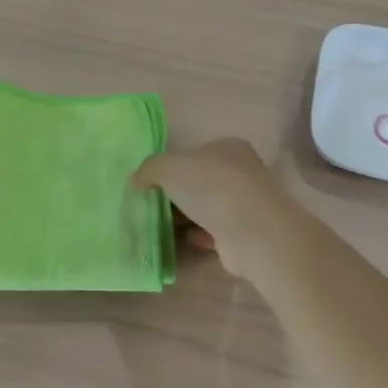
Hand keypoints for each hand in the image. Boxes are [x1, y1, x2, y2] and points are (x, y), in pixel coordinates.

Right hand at [133, 139, 287, 278]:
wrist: (251, 231)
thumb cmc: (211, 186)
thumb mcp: (168, 166)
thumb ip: (149, 169)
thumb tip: (136, 180)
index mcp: (229, 148)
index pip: (197, 152)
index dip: (174, 165)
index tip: (153, 181)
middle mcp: (242, 173)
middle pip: (203, 181)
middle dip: (179, 193)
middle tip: (153, 204)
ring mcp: (246, 205)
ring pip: (209, 208)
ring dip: (188, 216)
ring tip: (161, 224)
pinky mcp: (245, 235)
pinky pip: (215, 233)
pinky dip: (200, 235)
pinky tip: (183, 239)